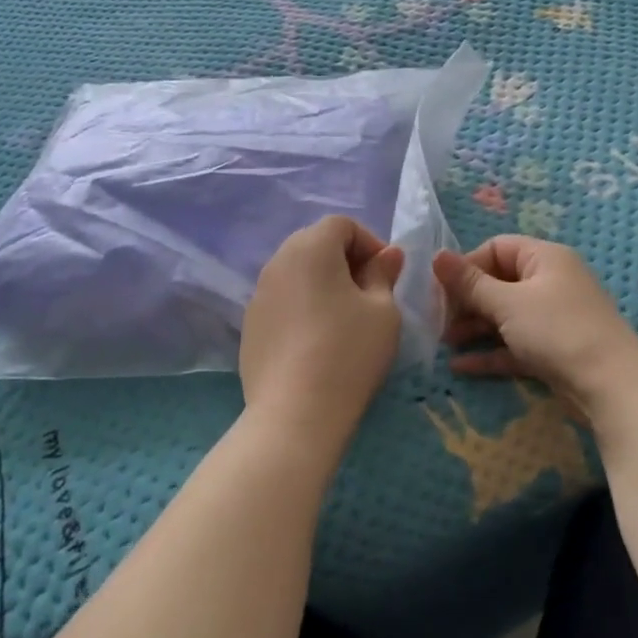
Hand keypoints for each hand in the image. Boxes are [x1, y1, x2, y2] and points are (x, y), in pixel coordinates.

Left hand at [240, 216, 405, 440]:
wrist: (295, 412)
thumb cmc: (349, 352)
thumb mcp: (383, 311)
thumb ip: (384, 275)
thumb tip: (388, 255)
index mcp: (310, 248)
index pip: (341, 224)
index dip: (369, 242)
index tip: (387, 275)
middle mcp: (277, 262)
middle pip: (315, 244)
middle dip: (346, 261)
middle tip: (370, 295)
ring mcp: (258, 295)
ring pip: (297, 274)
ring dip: (323, 284)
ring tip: (346, 320)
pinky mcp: (249, 326)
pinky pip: (283, 302)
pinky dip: (303, 308)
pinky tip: (318, 343)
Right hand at [433, 236, 637, 414]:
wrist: (611, 385)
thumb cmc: (557, 330)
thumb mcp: (507, 303)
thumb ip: (469, 283)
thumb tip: (436, 256)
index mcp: (544, 258)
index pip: (496, 248)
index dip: (467, 266)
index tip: (442, 290)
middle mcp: (550, 282)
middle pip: (498, 282)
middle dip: (466, 301)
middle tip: (439, 320)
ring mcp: (553, 318)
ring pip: (505, 316)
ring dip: (474, 328)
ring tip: (445, 344)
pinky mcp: (553, 350)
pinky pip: (514, 344)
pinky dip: (491, 352)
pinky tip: (461, 366)